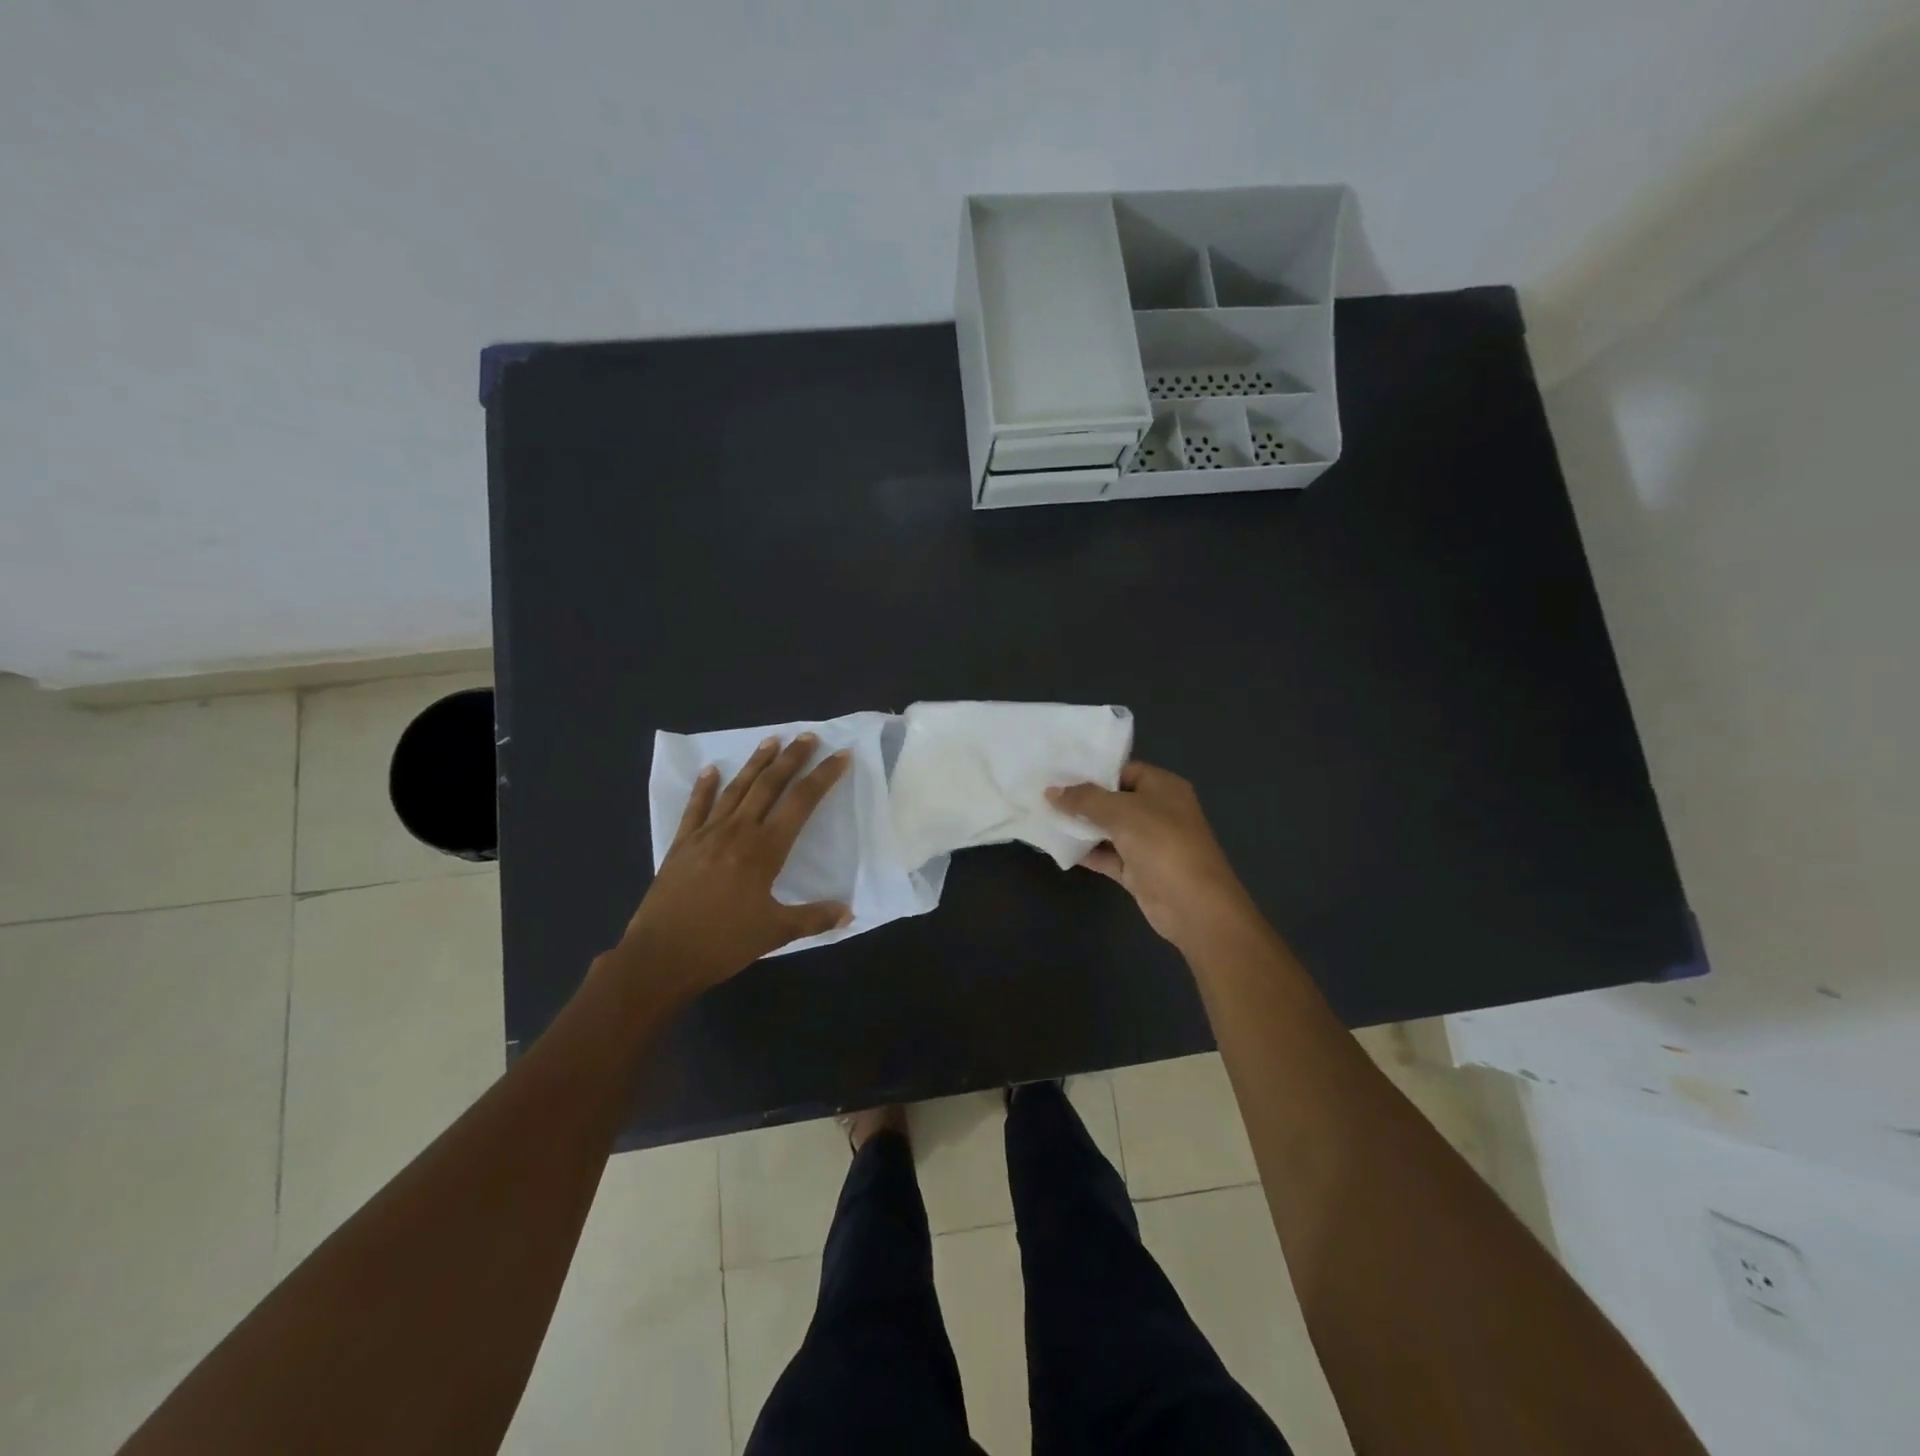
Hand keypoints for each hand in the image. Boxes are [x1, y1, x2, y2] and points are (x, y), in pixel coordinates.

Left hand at [609, 733, 852, 998]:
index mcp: (765, 850)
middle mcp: (738, 832)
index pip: (801, 802)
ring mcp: (706, 834)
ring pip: (736, 789)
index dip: (823, 777)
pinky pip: (696, 808)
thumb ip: (814, 919)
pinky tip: (711, 769)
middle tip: (808, 736)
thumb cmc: (722, 944)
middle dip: (792, 759)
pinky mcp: (682, 844)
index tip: (840, 756)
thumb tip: (849, 912)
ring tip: (772, 741)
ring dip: (755, 763)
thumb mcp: (775, 933)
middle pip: (769, 785)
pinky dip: (704, 787)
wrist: (660, 957)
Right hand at [1048, 760, 1255, 951]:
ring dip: (1080, 826)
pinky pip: (1107, 855)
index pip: (1123, 770)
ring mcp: (1148, 843)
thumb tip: (1051, 791)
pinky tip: (1057, 846)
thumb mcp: (1122, 812)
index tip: (1057, 772)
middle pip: (1114, 799)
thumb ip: (1085, 799)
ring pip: (1108, 829)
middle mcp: (1157, 811)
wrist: (1194, 907)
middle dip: (1081, 799)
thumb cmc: (1163, 845)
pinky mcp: (1138, 871)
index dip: (1093, 771)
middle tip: (1043, 793)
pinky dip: (1086, 852)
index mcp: (1163, 787)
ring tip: (1042, 816)